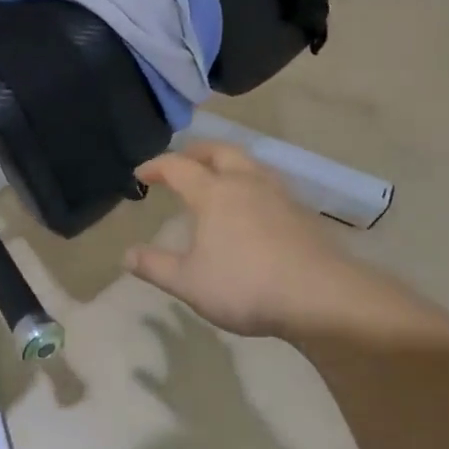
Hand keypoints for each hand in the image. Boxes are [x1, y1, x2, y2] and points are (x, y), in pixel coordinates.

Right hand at [124, 143, 412, 341]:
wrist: (321, 297)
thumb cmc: (245, 285)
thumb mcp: (188, 283)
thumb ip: (155, 266)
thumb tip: (127, 254)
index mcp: (213, 193)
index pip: (178, 167)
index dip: (156, 166)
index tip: (141, 175)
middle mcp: (246, 183)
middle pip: (219, 151)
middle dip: (196, 152)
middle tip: (182, 162)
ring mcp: (278, 195)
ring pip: (249, 164)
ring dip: (227, 164)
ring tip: (218, 180)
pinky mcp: (301, 213)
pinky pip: (269, 185)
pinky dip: (251, 185)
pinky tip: (252, 209)